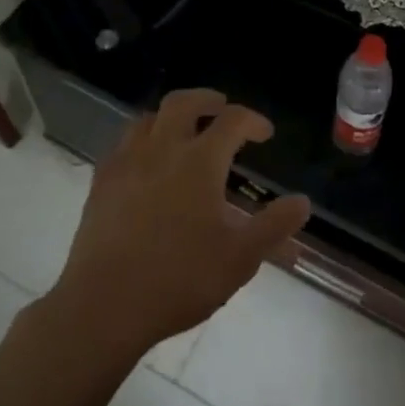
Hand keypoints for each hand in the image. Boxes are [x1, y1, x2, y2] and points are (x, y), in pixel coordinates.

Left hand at [45, 88, 311, 361]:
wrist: (104, 306)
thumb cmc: (180, 279)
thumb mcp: (240, 258)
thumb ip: (274, 226)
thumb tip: (303, 202)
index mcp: (200, 162)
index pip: (233, 121)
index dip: (253, 120)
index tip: (265, 133)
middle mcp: (163, 150)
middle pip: (183, 103)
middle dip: (207, 100)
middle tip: (220, 108)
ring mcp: (126, 163)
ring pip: (148, 118)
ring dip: (171, 117)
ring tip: (183, 131)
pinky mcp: (101, 183)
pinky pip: (122, 144)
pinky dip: (141, 140)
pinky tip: (145, 162)